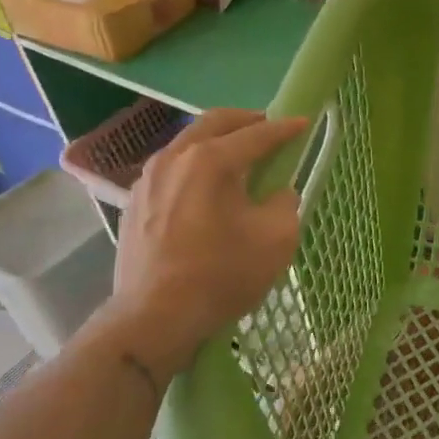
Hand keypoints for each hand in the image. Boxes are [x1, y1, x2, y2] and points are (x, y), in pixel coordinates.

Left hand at [106, 108, 308, 375]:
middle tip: (269, 128)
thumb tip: (277, 194)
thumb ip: (285, 205)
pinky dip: (195, 163)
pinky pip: (171, 167)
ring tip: (238, 155)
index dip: (285, 128)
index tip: (303, 123)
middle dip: (246, 120)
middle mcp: (176, 157)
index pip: (257, 134)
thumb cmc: (220, 275)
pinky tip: (205, 185)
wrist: (154, 317)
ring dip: (217, 140)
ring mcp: (149, 178)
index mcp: (212, 160)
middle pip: (215, 123)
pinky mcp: (135, 201)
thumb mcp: (276, 240)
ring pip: (188, 142)